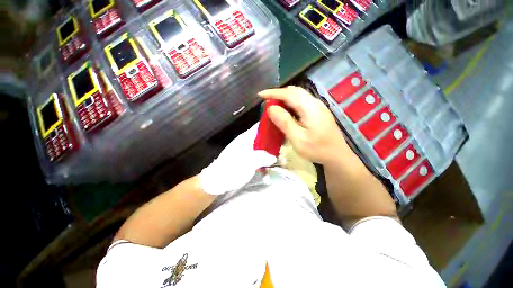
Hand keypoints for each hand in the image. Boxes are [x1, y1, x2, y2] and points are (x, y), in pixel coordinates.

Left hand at [200, 123, 276, 194]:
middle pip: (263, 138)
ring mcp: (246, 151)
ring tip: (279, 164)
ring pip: (262, 150)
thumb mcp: (249, 162)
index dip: (271, 126)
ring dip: (270, 157)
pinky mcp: (245, 160)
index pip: (260, 126)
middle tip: (284, 151)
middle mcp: (247, 142)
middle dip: (274, 145)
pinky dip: (262, 165)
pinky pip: (257, 159)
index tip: (283, 131)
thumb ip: (263, 157)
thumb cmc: (232, 169)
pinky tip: (266, 174)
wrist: (216, 181)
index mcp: (246, 138)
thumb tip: (274, 157)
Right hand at [258, 86, 350, 164]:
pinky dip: (291, 102)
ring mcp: (318, 106)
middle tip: (267, 102)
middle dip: (279, 94)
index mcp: (310, 108)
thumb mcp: (298, 139)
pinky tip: (287, 111)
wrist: (337, 155)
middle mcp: (315, 103)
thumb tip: (271, 108)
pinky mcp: (318, 111)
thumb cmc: (317, 149)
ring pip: (299, 95)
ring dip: (285, 98)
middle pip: (295, 91)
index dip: (273, 93)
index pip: (289, 94)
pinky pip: (302, 101)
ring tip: (275, 106)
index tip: (261, 95)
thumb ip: (285, 122)